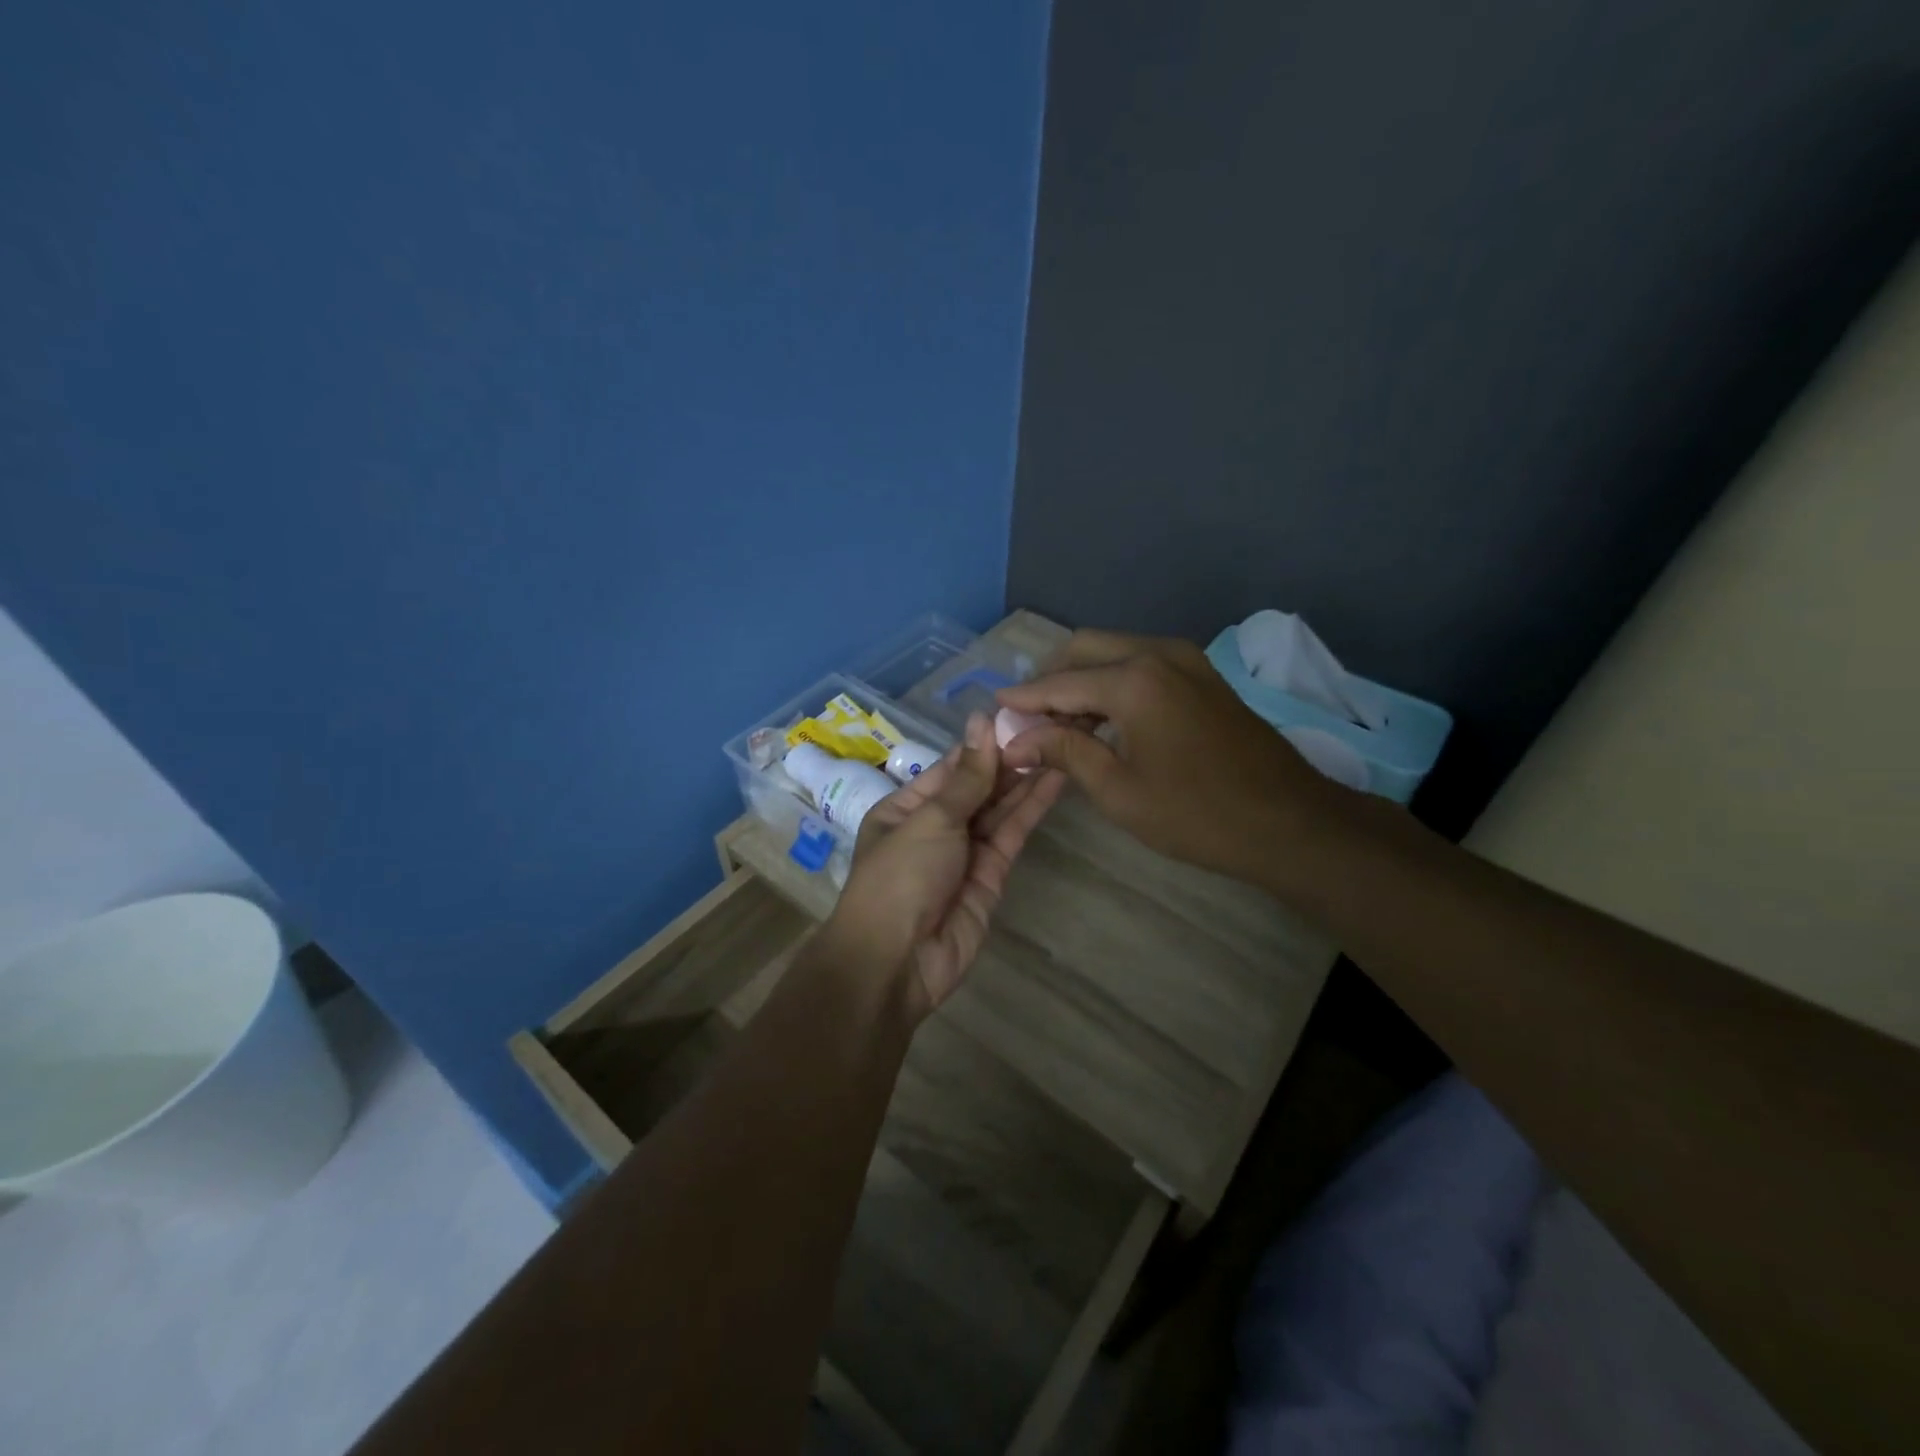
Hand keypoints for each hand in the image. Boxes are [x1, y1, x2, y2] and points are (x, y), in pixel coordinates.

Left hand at [825, 712, 1064, 1019]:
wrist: (897, 961)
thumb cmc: (900, 876)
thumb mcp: (930, 818)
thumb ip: (967, 776)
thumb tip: (981, 720)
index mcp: (906, 807)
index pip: (951, 768)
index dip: (983, 744)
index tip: (1018, 716)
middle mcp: (936, 826)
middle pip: (978, 787)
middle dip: (1009, 760)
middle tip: (1051, 726)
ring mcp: (965, 852)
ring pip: (999, 809)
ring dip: (1026, 779)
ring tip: (1061, 744)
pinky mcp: (991, 876)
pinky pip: (1011, 835)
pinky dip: (1031, 809)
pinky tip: (1054, 780)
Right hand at [996, 630, 1353, 884]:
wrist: (1289, 821)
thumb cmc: (1196, 814)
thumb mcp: (1118, 790)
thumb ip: (1064, 752)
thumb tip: (1016, 739)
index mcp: (1133, 680)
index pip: (1058, 683)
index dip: (1022, 699)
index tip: (992, 710)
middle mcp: (1156, 653)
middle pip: (1084, 649)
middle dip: (1050, 679)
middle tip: (1027, 718)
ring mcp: (1185, 659)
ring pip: (1113, 651)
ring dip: (1082, 680)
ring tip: (1060, 725)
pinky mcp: (1201, 674)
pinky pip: (1141, 663)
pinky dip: (1113, 682)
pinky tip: (1102, 719)